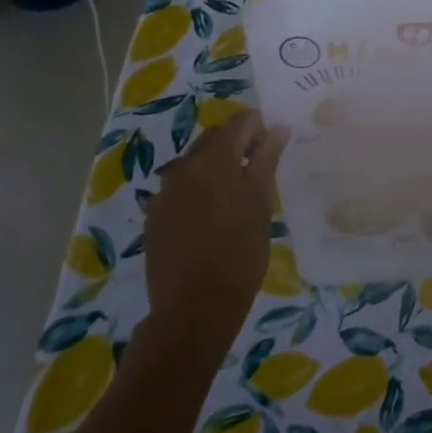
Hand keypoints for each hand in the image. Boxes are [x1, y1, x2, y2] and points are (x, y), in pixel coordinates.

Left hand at [143, 112, 288, 350]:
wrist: (193, 309)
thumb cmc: (240, 254)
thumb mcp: (261, 203)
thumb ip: (266, 160)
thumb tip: (277, 128)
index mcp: (213, 159)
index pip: (239, 123)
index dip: (259, 128)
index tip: (272, 147)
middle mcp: (183, 166)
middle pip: (213, 139)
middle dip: (236, 145)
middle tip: (257, 170)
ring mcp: (163, 192)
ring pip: (194, 163)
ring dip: (215, 168)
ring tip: (234, 197)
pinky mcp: (153, 216)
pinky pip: (179, 189)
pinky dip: (197, 191)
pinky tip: (210, 218)